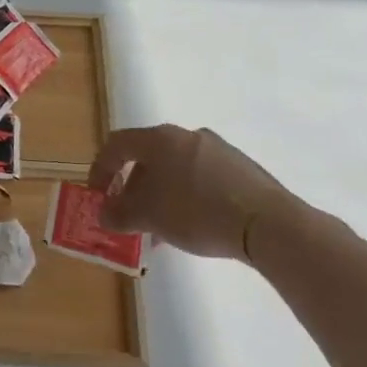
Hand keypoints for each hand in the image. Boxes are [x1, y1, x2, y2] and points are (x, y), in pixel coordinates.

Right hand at [87, 124, 314, 261]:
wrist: (268, 223)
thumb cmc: (197, 212)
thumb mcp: (148, 217)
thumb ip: (119, 214)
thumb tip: (104, 214)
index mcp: (160, 139)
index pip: (117, 145)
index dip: (100, 170)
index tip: (97, 197)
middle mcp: (187, 135)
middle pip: (147, 158)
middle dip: (133, 188)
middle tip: (130, 217)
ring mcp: (218, 150)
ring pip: (175, 170)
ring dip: (160, 196)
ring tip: (160, 230)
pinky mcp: (241, 169)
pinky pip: (201, 178)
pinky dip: (187, 198)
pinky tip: (193, 226)